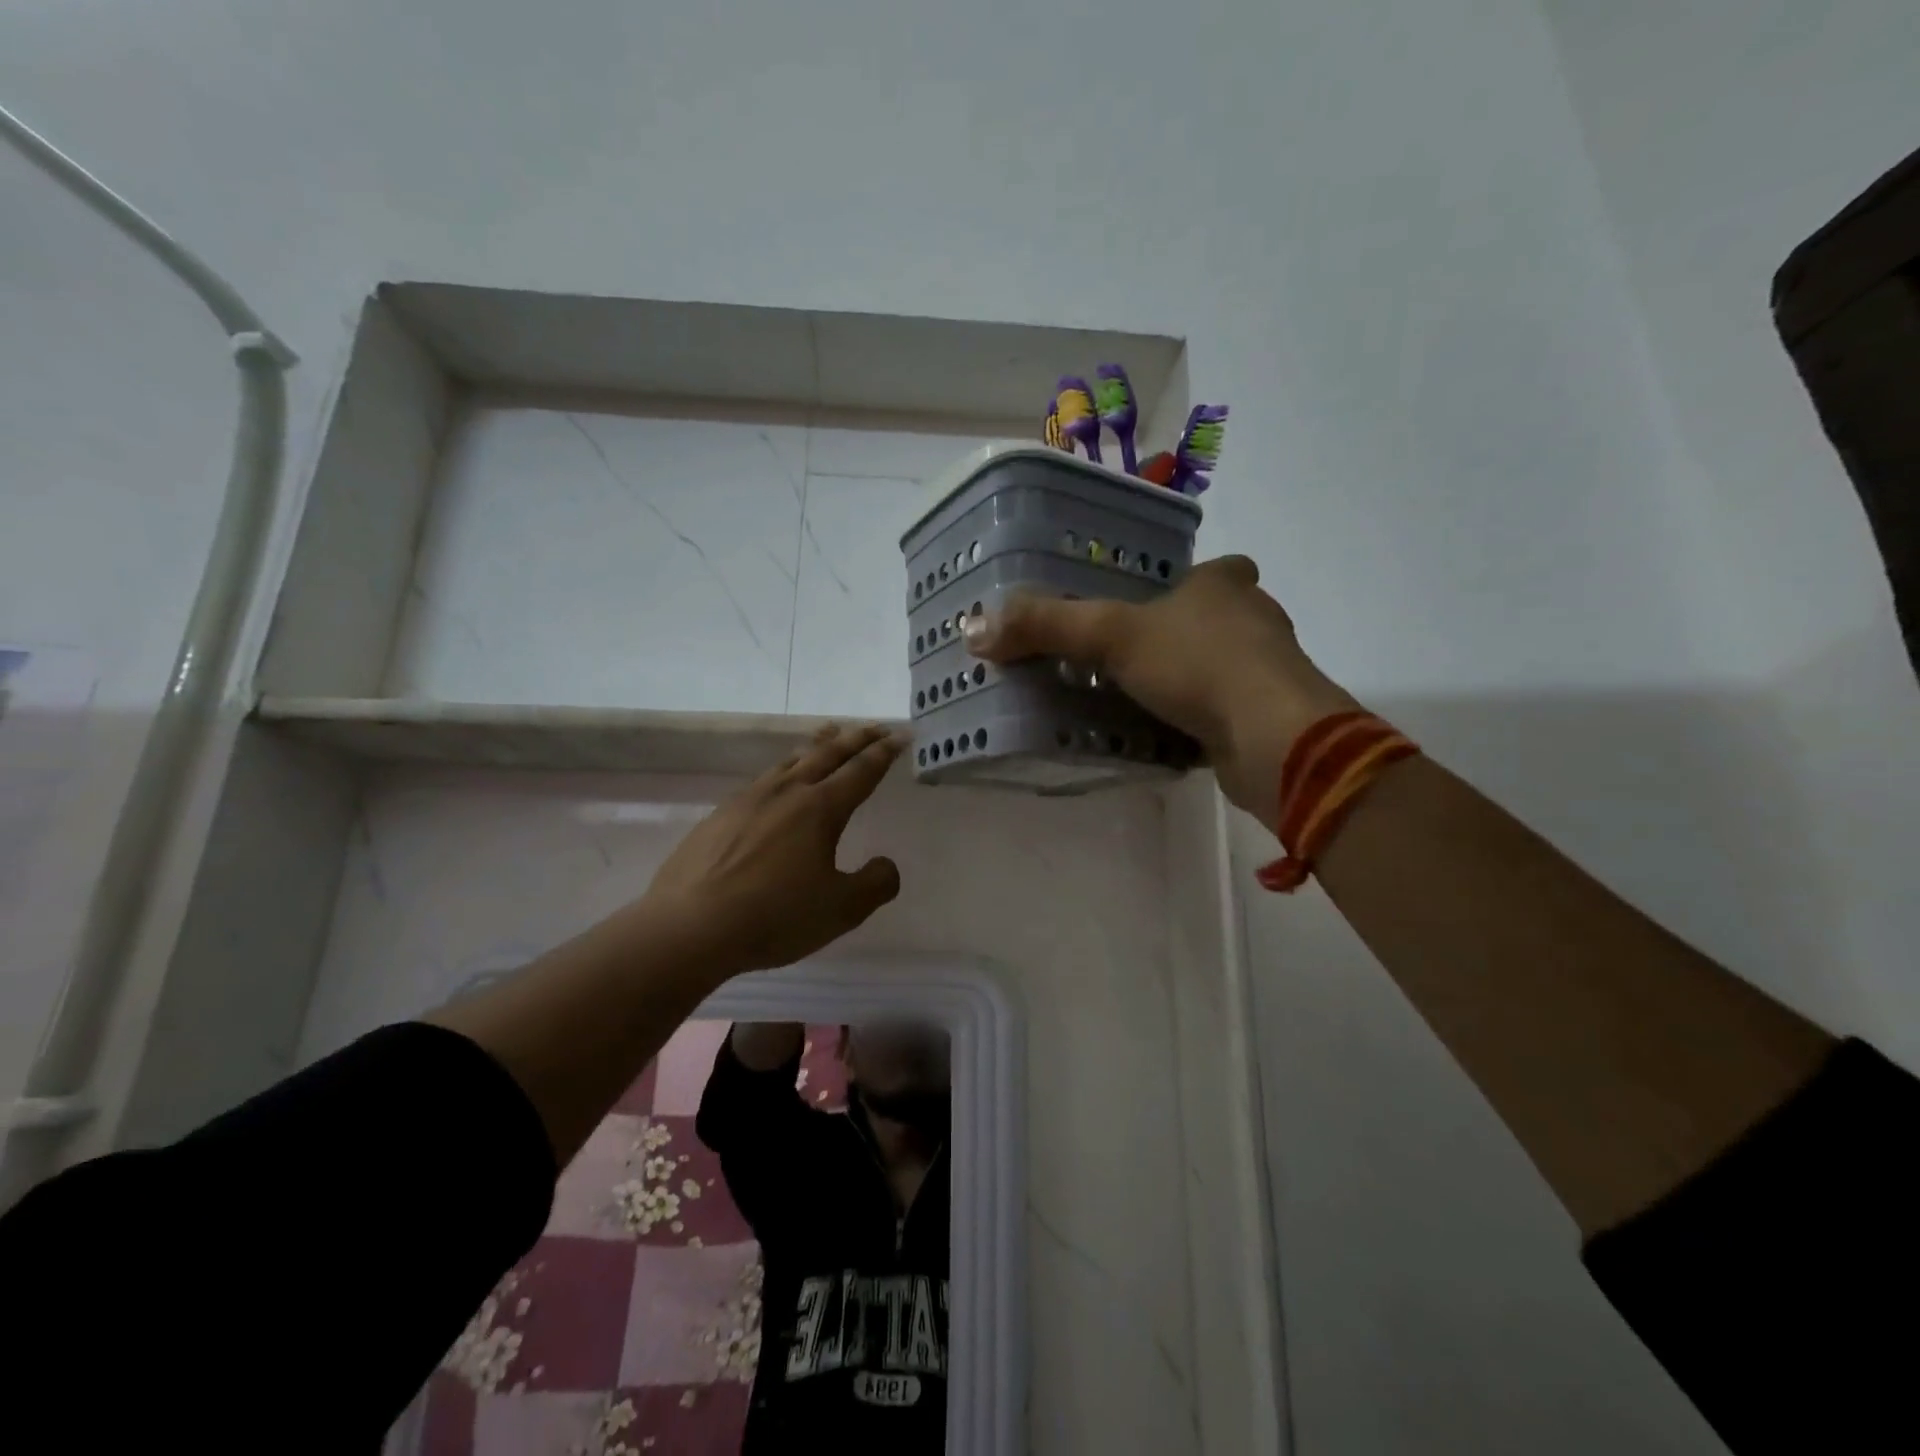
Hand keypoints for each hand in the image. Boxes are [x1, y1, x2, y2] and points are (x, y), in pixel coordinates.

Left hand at [642, 723, 903, 979]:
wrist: (689, 926)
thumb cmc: (774, 916)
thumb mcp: (841, 910)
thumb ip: (875, 884)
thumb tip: (886, 865)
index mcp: (820, 809)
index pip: (861, 771)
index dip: (884, 752)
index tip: (900, 735)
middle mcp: (786, 792)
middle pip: (827, 754)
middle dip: (855, 739)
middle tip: (874, 727)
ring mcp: (748, 800)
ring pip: (791, 761)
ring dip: (817, 746)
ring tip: (828, 737)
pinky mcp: (719, 815)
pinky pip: (763, 780)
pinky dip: (784, 770)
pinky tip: (778, 782)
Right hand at [964, 556, 1355, 819]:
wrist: (1275, 739)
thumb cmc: (1199, 665)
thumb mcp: (1111, 635)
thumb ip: (1046, 627)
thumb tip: (975, 629)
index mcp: (1223, 586)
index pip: (1207, 571)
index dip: (1179, 583)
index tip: (1143, 604)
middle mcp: (1252, 621)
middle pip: (1210, 620)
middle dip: (1173, 636)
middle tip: (1121, 657)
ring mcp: (1265, 673)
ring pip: (1215, 668)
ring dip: (1181, 681)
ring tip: (1130, 698)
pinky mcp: (1265, 719)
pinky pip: (1218, 713)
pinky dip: (1192, 721)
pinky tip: (1159, 735)